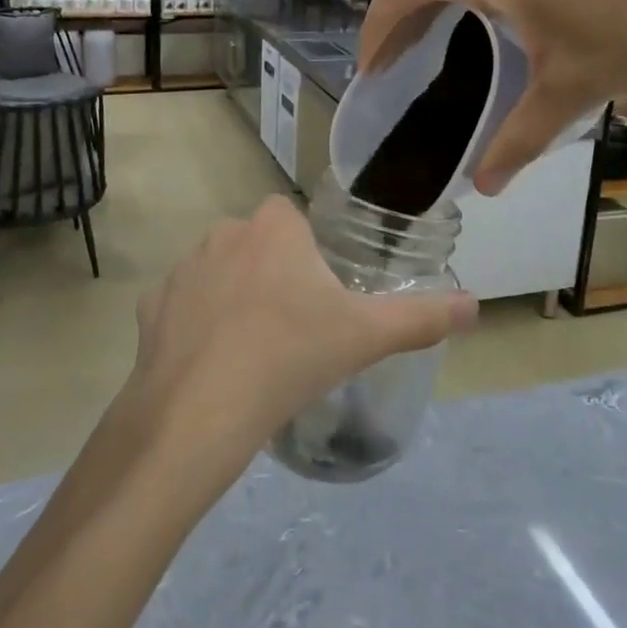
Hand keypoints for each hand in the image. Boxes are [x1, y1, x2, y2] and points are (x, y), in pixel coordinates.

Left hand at [125, 197, 476, 458]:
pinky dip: (195, 325)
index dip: (305, 252)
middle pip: (256, 244)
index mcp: (274, 228)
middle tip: (292, 327)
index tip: (317, 296)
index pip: (291, 218)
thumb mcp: (366, 336)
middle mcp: (224, 233)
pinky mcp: (151, 305)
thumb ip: (422, 317)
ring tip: (252, 350)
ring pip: (217, 272)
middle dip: (271, 273)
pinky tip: (211, 364)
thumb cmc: (292, 356)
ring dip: (233, 297)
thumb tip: (475, 305)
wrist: (202, 409)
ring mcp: (182, 269)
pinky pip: (182, 305)